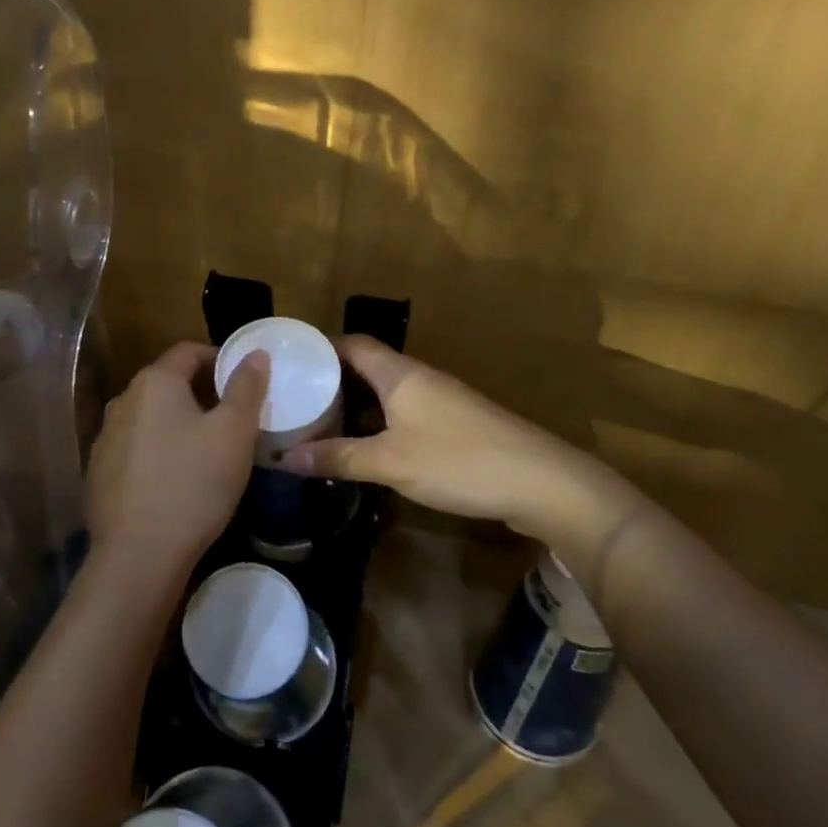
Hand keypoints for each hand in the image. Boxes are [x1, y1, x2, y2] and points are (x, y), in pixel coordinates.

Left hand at [85, 342, 268, 582]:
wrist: (138, 555)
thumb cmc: (194, 484)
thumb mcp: (234, 433)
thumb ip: (246, 388)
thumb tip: (255, 354)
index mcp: (154, 383)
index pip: (188, 351)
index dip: (218, 358)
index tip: (243, 379)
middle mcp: (123, 401)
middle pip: (167, 383)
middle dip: (200, 392)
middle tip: (233, 416)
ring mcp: (105, 438)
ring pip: (150, 417)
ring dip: (177, 422)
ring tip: (207, 447)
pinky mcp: (99, 473)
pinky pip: (135, 448)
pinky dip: (158, 450)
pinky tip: (176, 478)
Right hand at [279, 335, 649, 559]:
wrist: (541, 482)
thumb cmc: (458, 462)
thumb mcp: (391, 463)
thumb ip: (340, 458)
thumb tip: (287, 458)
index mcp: (400, 374)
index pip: (353, 344)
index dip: (322, 348)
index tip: (291, 363)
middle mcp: (420, 378)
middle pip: (368, 367)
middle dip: (333, 381)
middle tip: (297, 401)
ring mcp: (442, 400)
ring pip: (388, 392)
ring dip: (357, 405)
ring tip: (323, 424)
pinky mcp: (456, 424)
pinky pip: (406, 412)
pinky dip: (380, 422)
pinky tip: (367, 447)